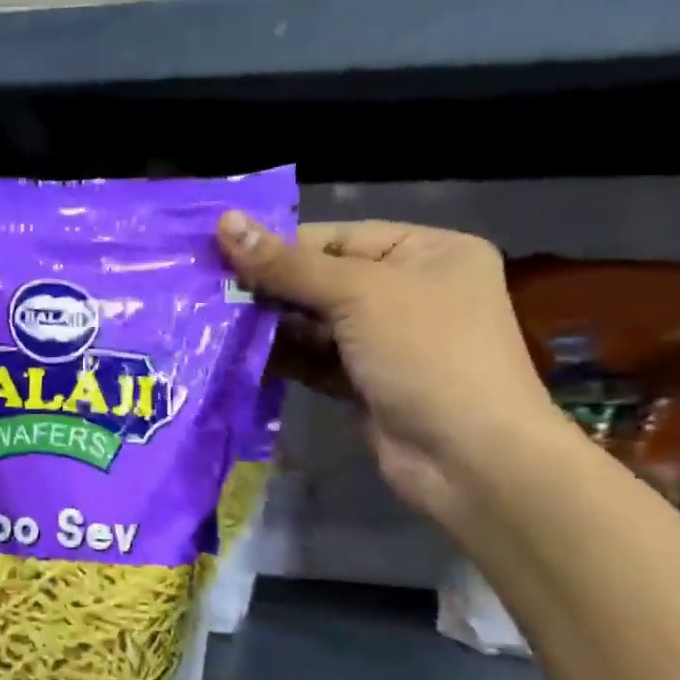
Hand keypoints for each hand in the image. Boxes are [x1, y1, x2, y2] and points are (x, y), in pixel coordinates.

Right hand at [217, 214, 559, 525]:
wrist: (469, 459)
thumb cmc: (426, 355)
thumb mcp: (358, 295)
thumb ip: (287, 264)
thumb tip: (224, 220)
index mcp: (427, 252)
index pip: (337, 238)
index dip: (280, 246)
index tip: (220, 256)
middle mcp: (409, 291)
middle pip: (322, 280)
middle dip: (270, 289)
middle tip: (210, 293)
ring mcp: (387, 340)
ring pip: (314, 322)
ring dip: (270, 326)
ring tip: (215, 324)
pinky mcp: (365, 382)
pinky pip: (314, 359)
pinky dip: (282, 358)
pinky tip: (240, 356)